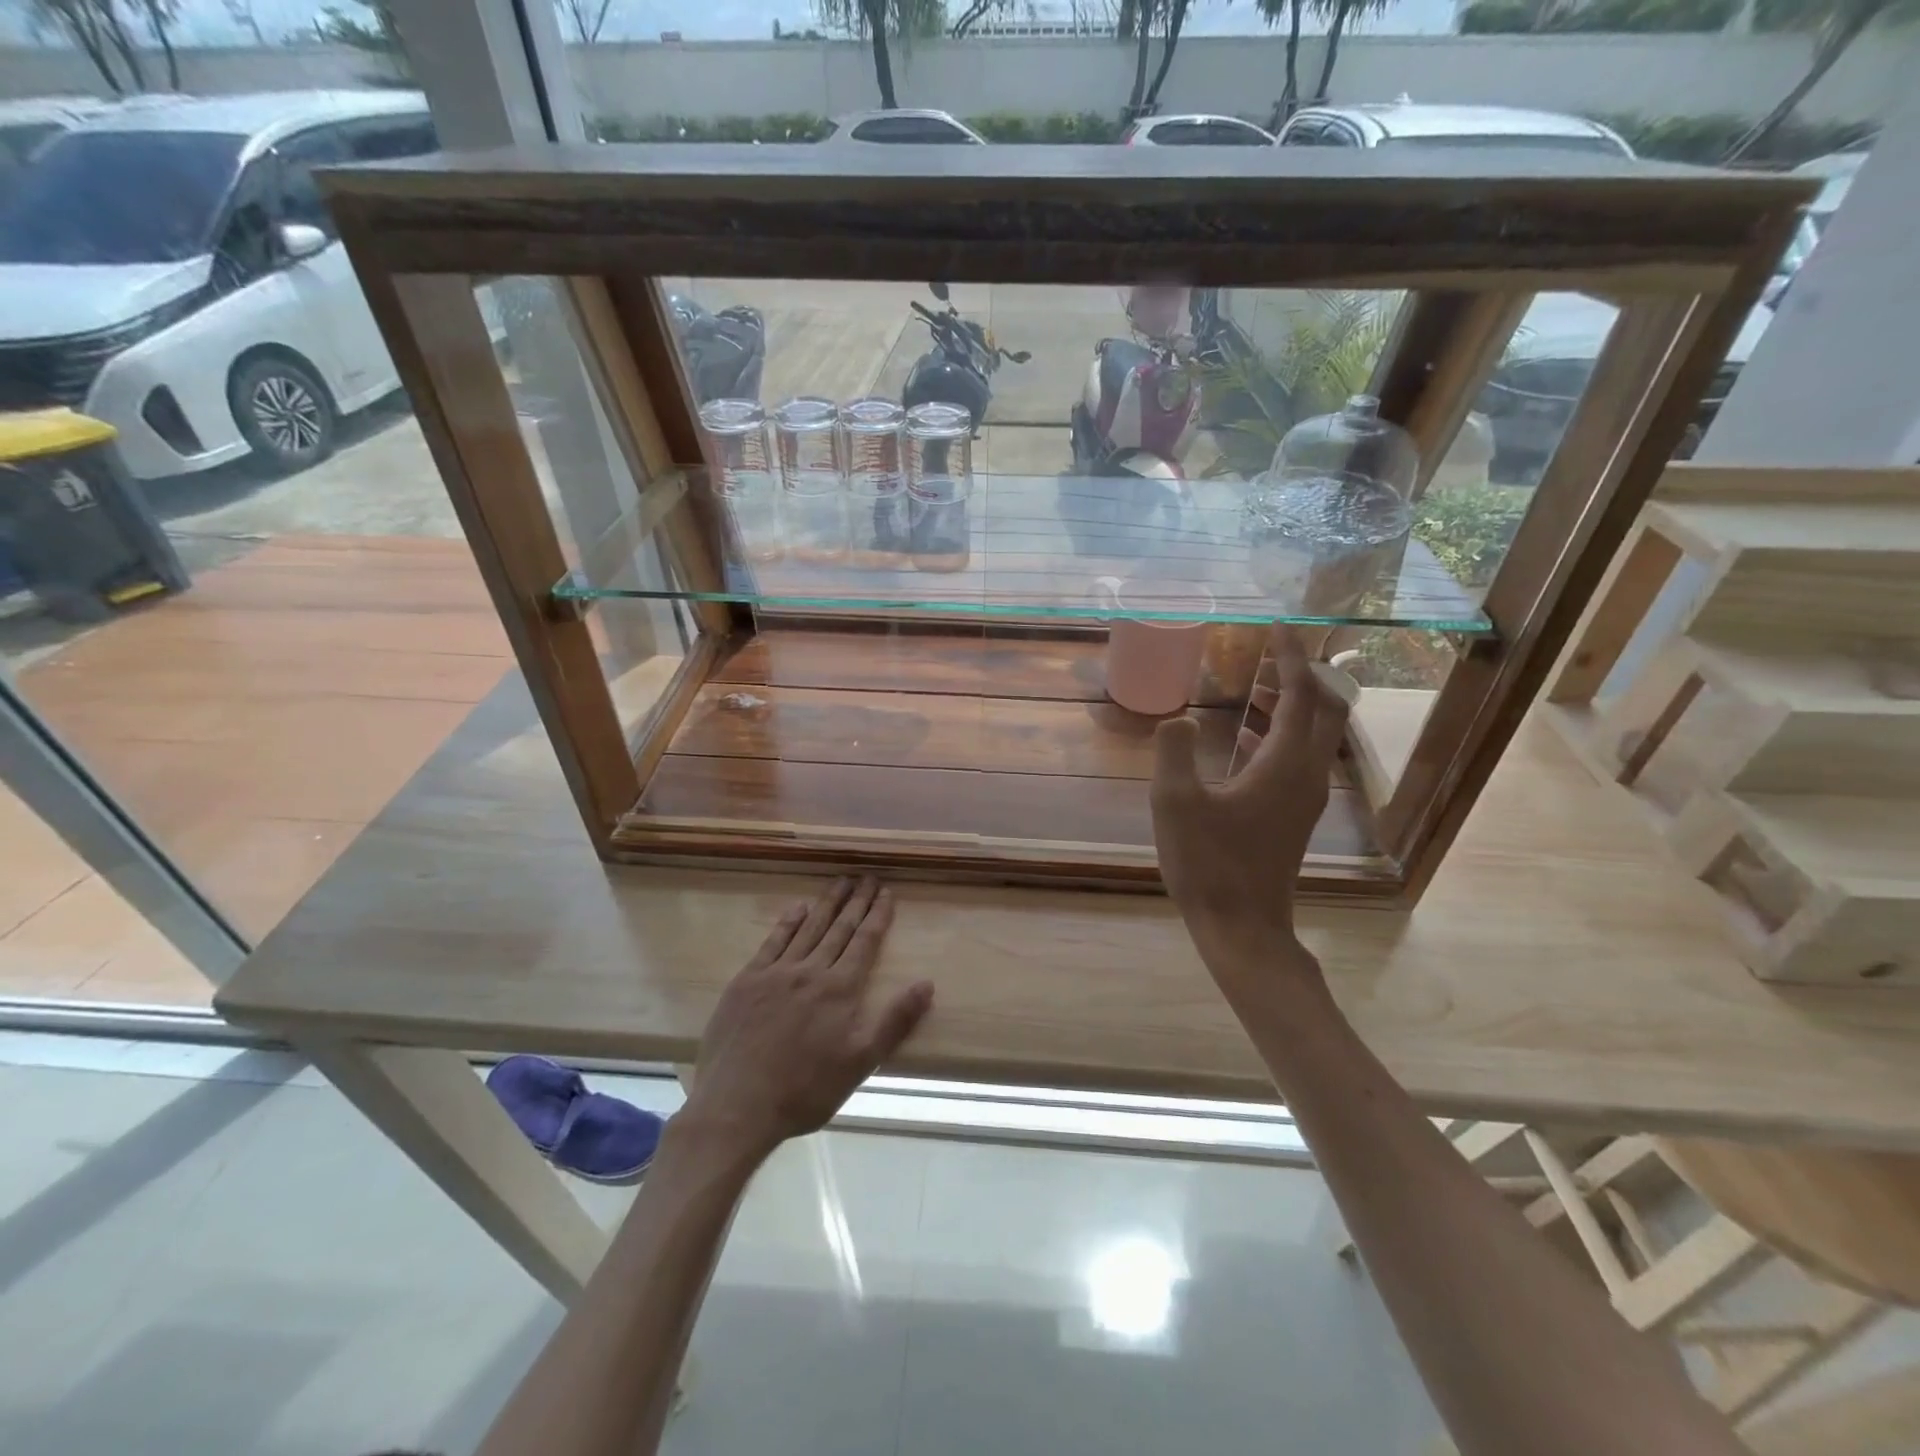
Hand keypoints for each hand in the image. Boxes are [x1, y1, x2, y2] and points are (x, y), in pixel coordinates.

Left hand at [684, 877, 932, 1156]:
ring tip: (840, 881)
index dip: (878, 915)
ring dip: (827, 903)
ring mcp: (775, 973)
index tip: (887, 892)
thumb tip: (927, 984)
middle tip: (868, 877)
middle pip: (839, 928)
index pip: (865, 942)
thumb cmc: (805, 1090)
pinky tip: (798, 907)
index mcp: (840, 989)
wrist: (737, 1106)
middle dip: (856, 901)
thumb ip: (895, 1021)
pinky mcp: (747, 981)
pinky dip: (788, 922)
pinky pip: (773, 941)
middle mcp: (810, 971)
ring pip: (808, 928)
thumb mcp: (860, 1063)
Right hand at [1150, 626, 1347, 994]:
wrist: (1242, 926)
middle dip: (1302, 676)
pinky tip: (1245, 738)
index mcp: (1285, 765)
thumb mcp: (1175, 804)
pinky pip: (1299, 757)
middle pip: (1325, 710)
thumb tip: (1178, 719)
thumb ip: (1173, 752)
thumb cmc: (1207, 864)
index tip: (1279, 627)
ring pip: (1313, 735)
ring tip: (1254, 689)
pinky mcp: (1295, 815)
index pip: (1302, 695)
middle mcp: (1306, 775)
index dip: (1292, 657)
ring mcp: (1304, 797)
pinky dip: (1281, 733)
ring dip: (1291, 704)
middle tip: (1270, 655)